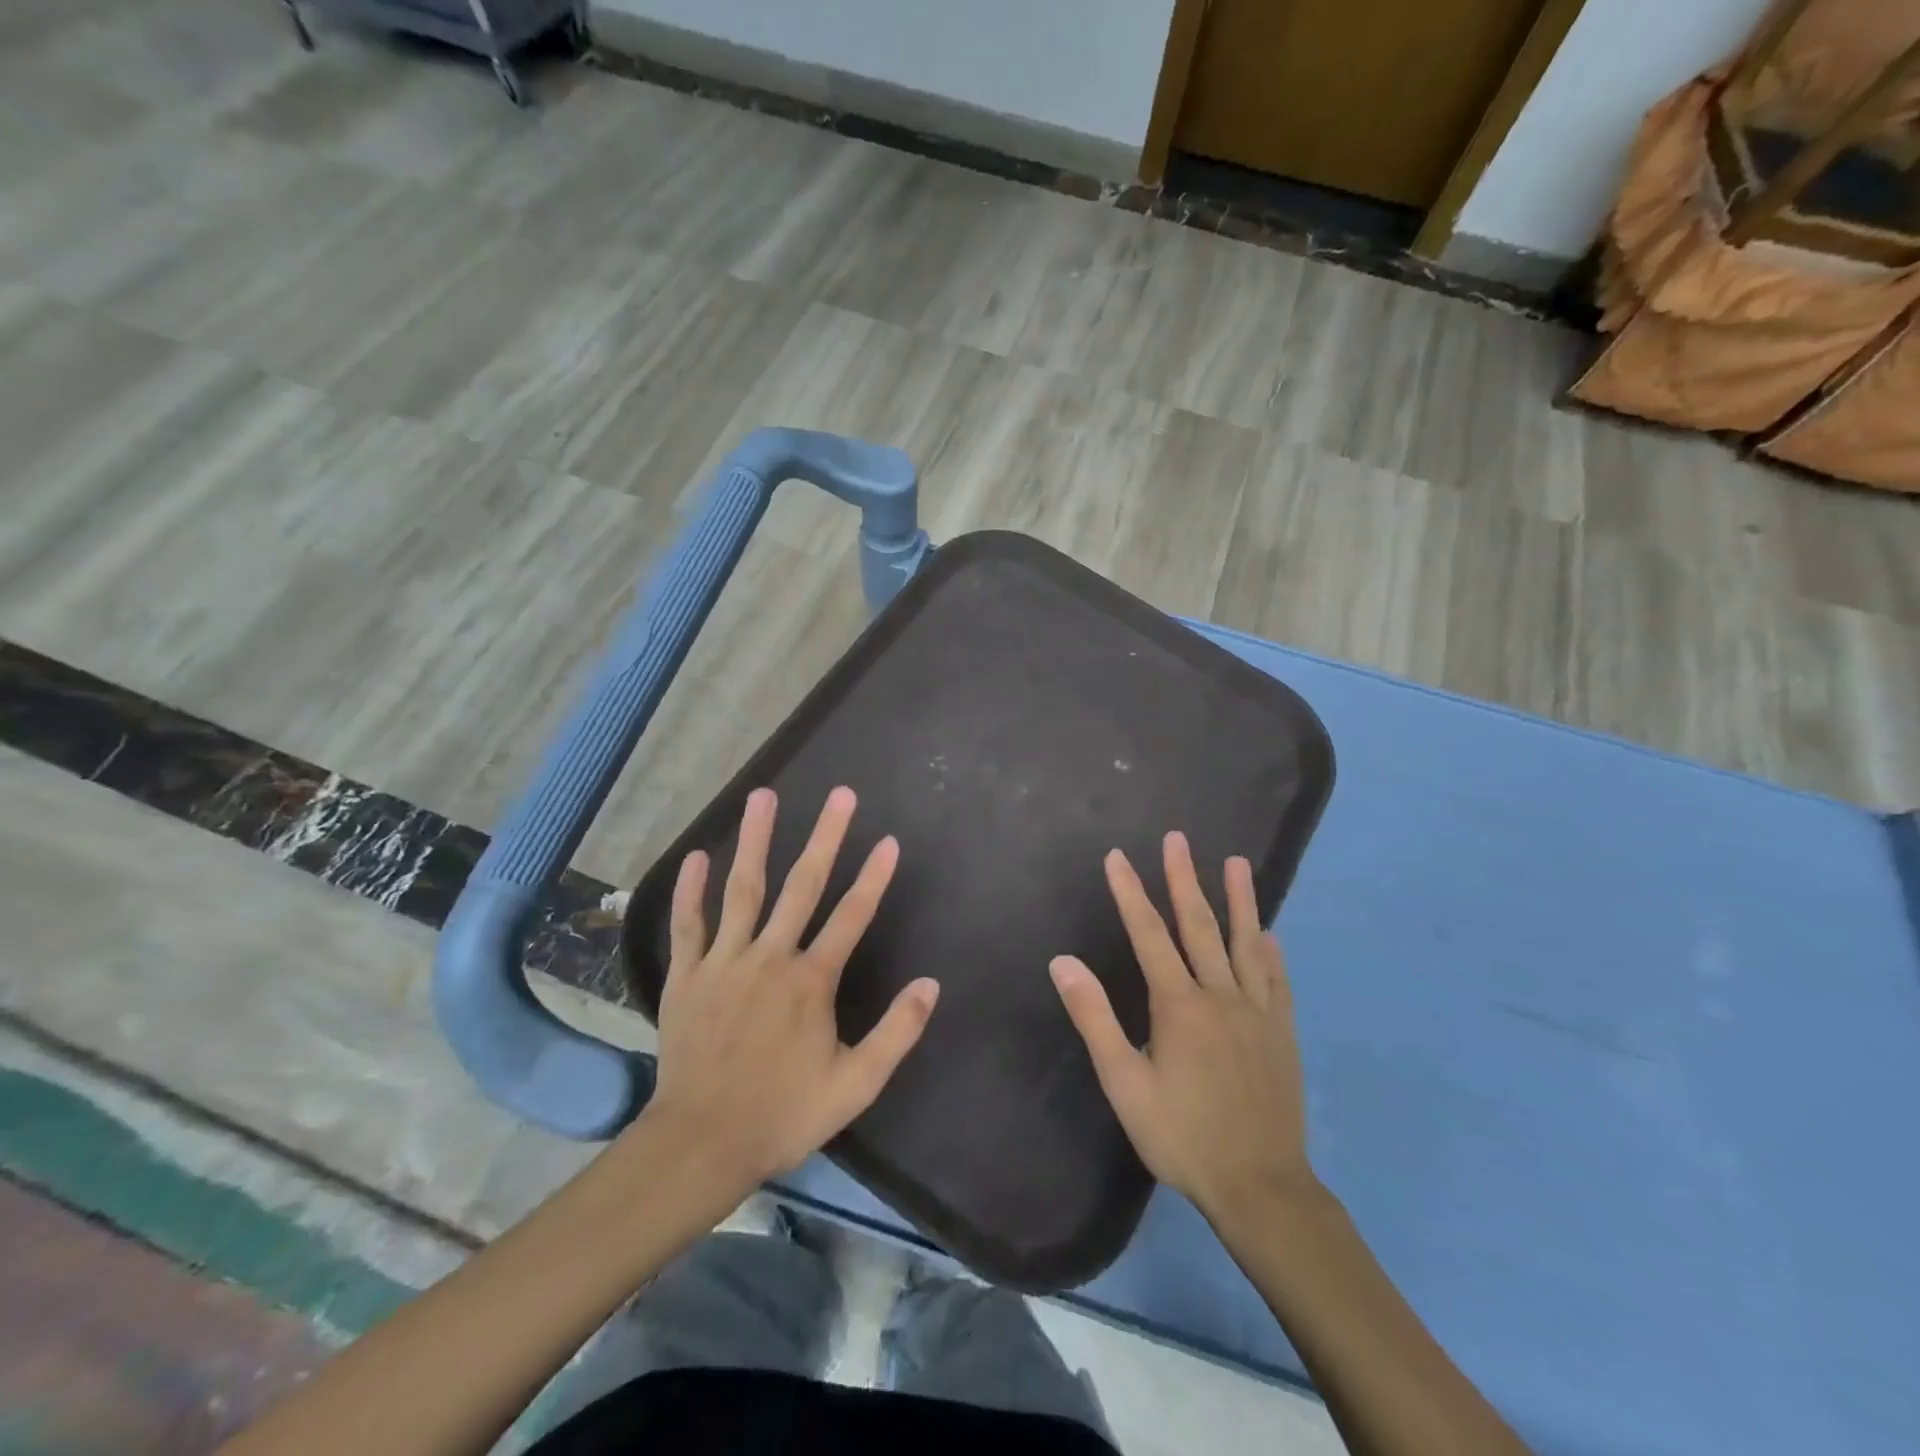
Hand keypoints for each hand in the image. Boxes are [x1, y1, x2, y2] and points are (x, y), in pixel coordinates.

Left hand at [632, 786, 939, 1204]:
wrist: (702, 1143)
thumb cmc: (783, 1113)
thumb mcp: (855, 1084)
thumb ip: (896, 1032)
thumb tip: (930, 984)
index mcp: (812, 981)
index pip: (852, 917)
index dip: (874, 878)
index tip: (889, 840)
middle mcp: (771, 957)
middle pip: (803, 886)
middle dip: (825, 837)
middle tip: (840, 795)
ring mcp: (725, 962)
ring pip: (743, 890)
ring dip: (756, 840)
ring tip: (763, 796)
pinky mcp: (687, 976)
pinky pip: (688, 925)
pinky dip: (691, 890)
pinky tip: (698, 855)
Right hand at [1049, 832, 1314, 1222]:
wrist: (1260, 1187)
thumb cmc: (1182, 1135)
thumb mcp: (1124, 1082)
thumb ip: (1094, 1017)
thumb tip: (1063, 961)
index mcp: (1178, 1004)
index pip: (1148, 934)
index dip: (1130, 893)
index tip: (1117, 856)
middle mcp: (1220, 995)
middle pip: (1199, 926)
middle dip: (1183, 879)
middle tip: (1176, 839)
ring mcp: (1256, 1012)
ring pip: (1245, 944)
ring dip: (1239, 900)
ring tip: (1237, 863)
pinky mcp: (1281, 1034)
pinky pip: (1276, 981)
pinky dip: (1270, 953)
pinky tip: (1269, 934)